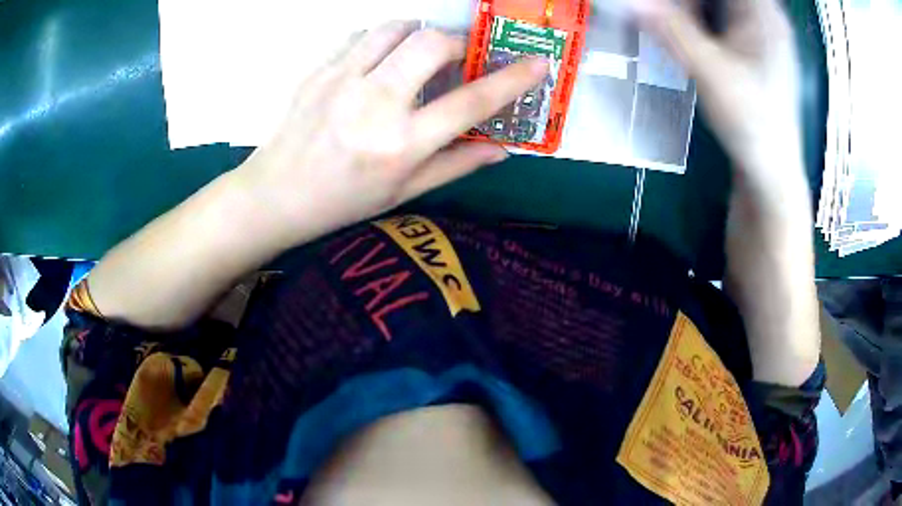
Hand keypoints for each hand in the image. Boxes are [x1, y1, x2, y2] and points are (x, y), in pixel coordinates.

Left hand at [233, 21, 548, 246]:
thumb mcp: (403, 192)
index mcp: (401, 145)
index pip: (470, 102)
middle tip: (456, 57)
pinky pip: (360, 36)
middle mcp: (374, 105)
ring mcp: (341, 81)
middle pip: (432, 44)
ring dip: (417, 33)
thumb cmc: (343, 201)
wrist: (276, 195)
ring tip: (416, 53)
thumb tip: (502, 148)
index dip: (511, 79)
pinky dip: (381, 40)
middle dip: (456, 43)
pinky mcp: (319, 70)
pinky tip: (378, 60)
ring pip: (394, 28)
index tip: (538, 62)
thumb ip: (455, 164)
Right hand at [633, 0, 802, 180]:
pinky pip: (719, 16)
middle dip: (686, 2)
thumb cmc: (752, 124)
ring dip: (688, 9)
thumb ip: (671, 30)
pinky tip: (686, 36)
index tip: (662, 7)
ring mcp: (759, 31)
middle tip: (660, 15)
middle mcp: (764, 15)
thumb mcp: (710, 73)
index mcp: (763, 13)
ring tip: (670, 27)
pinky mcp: (751, 46)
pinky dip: (696, 20)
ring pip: (716, 3)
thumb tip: (630, 3)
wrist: (771, 172)